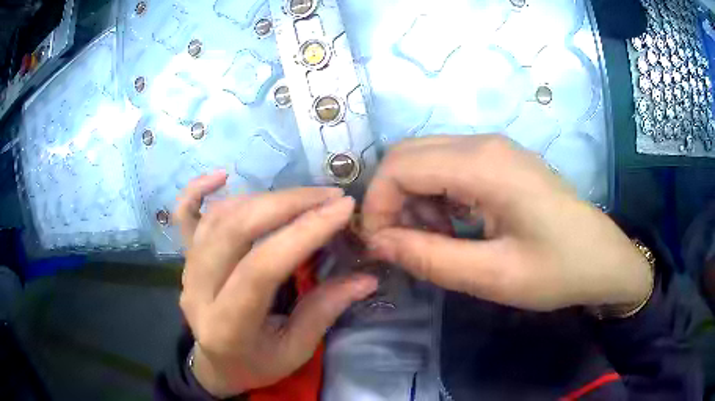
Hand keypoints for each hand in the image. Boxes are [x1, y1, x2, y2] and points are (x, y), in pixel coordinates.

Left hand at [175, 172, 377, 396]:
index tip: (343, 208)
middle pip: (235, 230)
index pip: (262, 268)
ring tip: (303, 196)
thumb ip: (325, 311)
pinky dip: (197, 190)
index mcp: (227, 325)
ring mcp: (186, 269)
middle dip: (287, 204)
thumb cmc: (257, 364)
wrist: (217, 365)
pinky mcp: (184, 257)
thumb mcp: (296, 350)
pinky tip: (221, 175)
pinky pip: (184, 215)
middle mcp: (198, 290)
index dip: (304, 233)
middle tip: (329, 195)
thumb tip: (366, 278)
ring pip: (219, 217)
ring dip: (264, 197)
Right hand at [362, 135, 651, 311]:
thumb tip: (377, 243)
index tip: (381, 247)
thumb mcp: (493, 276)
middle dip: (391, 200)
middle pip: (407, 155)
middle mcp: (482, 144)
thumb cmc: (558, 270)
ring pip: (424, 159)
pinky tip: (453, 227)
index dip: (377, 206)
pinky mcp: (500, 161)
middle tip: (403, 245)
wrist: (603, 258)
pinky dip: (434, 196)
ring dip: (413, 199)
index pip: (399, 167)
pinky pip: (447, 167)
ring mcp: (493, 149)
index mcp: (483, 165)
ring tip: (433, 241)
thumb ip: (430, 258)